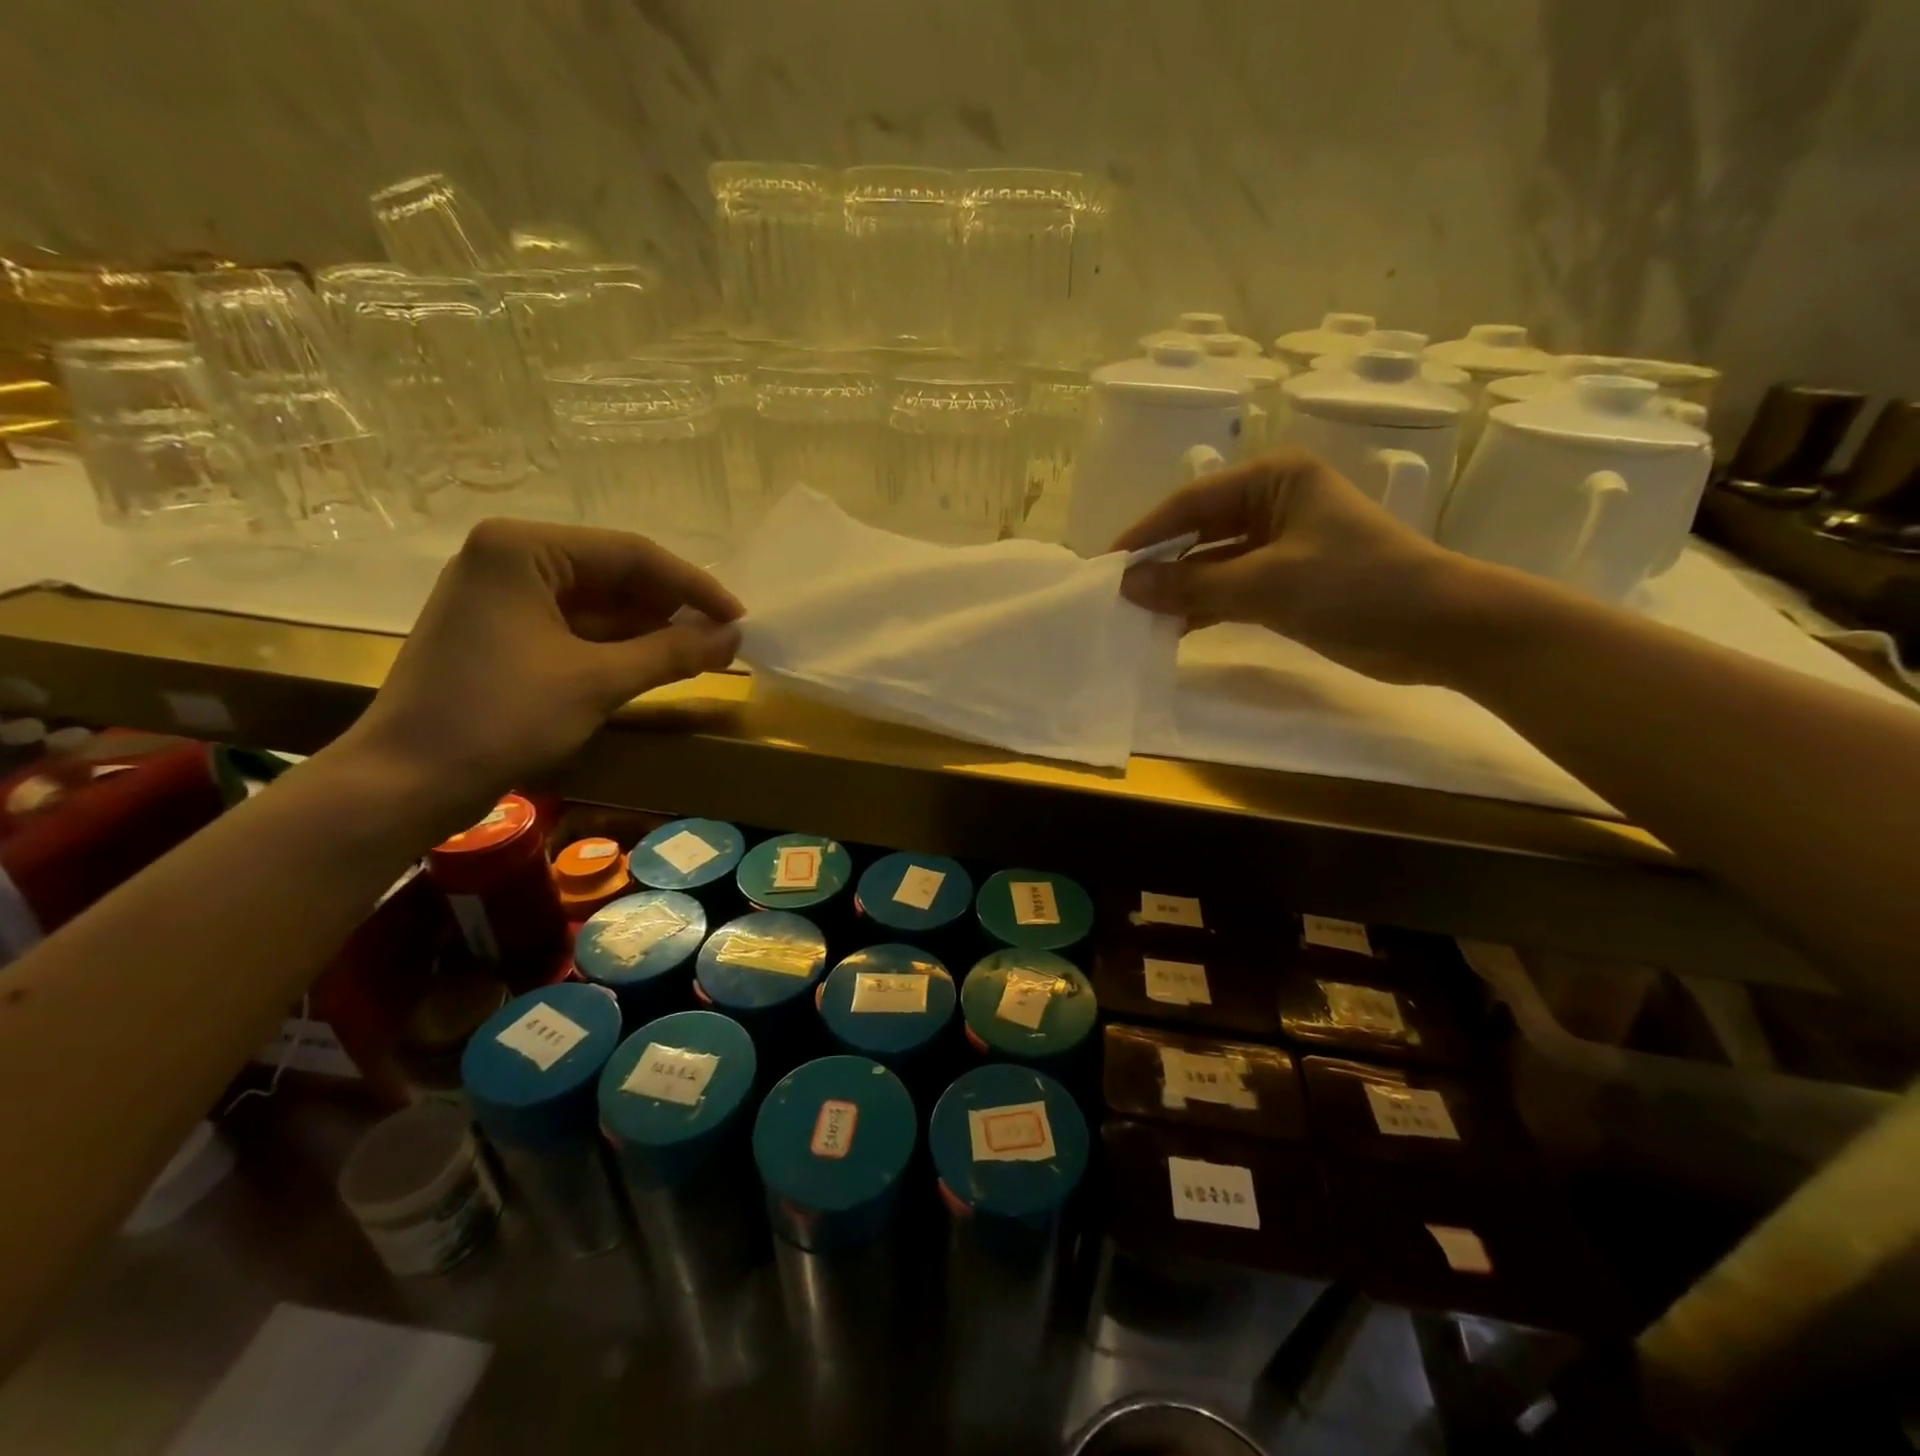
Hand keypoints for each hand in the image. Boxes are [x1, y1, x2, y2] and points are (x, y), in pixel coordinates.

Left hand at [340, 519, 742, 828]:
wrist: (408, 781)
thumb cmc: (501, 717)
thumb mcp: (597, 681)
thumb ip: (671, 652)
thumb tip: (735, 637)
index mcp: (523, 548)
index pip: (630, 554)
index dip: (693, 586)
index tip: (740, 618)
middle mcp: (510, 559)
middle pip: (615, 574)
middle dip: (672, 608)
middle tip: (725, 639)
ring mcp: (504, 597)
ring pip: (599, 604)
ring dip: (651, 629)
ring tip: (705, 653)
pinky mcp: (505, 633)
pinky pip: (578, 628)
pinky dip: (620, 646)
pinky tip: (661, 663)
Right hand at [1113, 448, 1471, 683]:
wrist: (1438, 629)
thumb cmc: (1355, 585)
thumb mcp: (1266, 583)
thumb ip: (1193, 583)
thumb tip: (1127, 585)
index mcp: (1275, 478)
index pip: (1192, 501)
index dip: (1146, 533)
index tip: (1107, 565)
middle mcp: (1274, 503)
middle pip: (1198, 531)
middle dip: (1161, 564)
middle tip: (1117, 595)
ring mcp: (1280, 545)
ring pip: (1212, 564)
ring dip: (1179, 590)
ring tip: (1137, 618)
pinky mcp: (1286, 583)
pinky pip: (1230, 589)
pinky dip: (1204, 608)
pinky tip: (1172, 629)